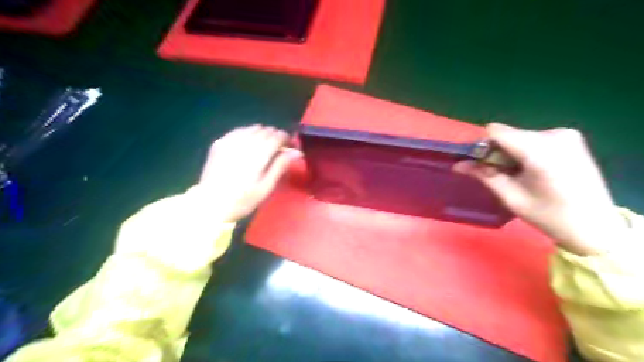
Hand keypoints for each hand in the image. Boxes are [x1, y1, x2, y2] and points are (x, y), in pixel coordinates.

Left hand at [199, 125, 301, 223]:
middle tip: (278, 150)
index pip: (278, 136)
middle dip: (275, 136)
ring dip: (262, 134)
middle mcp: (245, 142)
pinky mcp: (220, 142)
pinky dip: (248, 134)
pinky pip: (239, 130)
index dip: (286, 139)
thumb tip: (297, 151)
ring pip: (253, 128)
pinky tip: (248, 145)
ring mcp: (230, 140)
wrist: (210, 203)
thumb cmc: (242, 200)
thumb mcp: (266, 187)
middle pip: (266, 129)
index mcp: (258, 154)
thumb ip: (281, 166)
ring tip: (264, 147)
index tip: (290, 147)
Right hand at [452, 123, 630, 254]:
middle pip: (508, 134)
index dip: (483, 146)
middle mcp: (554, 135)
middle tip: (500, 174)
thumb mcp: (511, 197)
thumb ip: (484, 175)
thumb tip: (458, 165)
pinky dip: (524, 151)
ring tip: (519, 174)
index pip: (497, 131)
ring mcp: (566, 134)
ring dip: (510, 152)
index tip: (482, 164)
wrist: (596, 226)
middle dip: (496, 151)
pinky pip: (533, 138)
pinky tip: (533, 170)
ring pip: (519, 136)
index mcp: (541, 151)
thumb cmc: (550, 216)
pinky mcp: (570, 138)